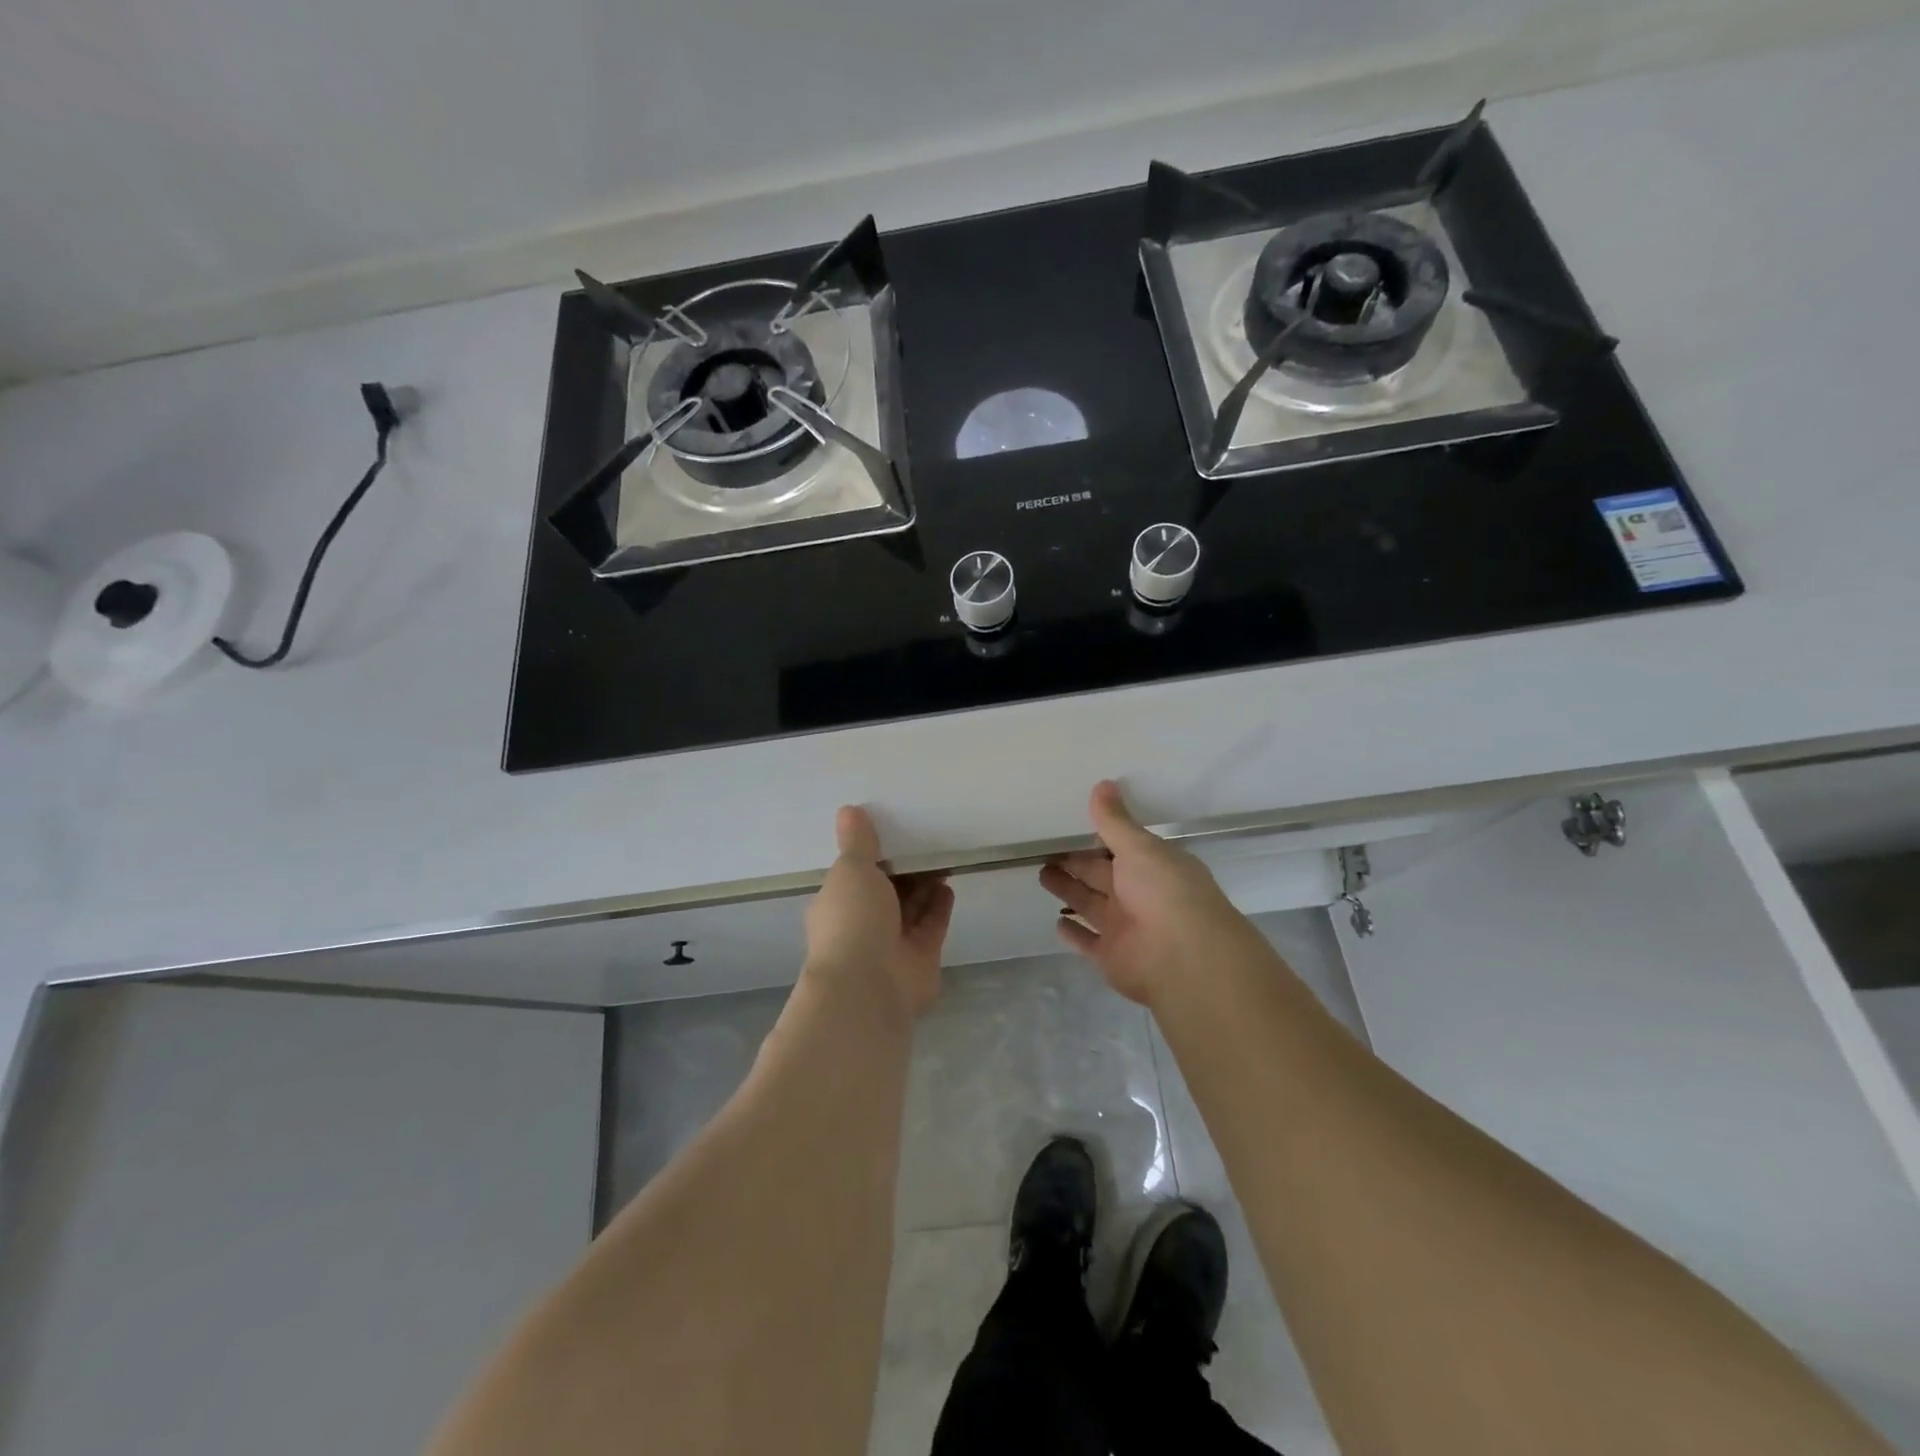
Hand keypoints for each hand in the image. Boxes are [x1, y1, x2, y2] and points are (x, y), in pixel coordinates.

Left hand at [804, 806, 953, 1019]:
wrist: (868, 987)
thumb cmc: (852, 920)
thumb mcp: (851, 870)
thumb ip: (857, 842)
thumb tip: (848, 810)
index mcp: (837, 904)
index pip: (853, 875)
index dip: (872, 855)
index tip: (892, 830)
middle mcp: (862, 924)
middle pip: (886, 892)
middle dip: (903, 870)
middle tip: (925, 839)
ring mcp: (891, 944)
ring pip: (910, 909)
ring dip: (924, 886)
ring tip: (942, 855)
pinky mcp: (920, 958)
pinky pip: (931, 926)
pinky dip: (939, 906)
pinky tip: (948, 884)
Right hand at [1039, 781, 1254, 1006]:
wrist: (1184, 958)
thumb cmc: (1166, 892)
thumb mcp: (1140, 847)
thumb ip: (1115, 821)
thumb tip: (1103, 784)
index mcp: (1152, 866)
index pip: (1120, 847)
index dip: (1097, 837)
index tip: (1070, 824)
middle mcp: (1139, 895)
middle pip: (1101, 875)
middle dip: (1076, 863)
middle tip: (1046, 849)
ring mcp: (1125, 927)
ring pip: (1090, 904)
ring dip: (1069, 890)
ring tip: (1041, 874)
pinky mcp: (1111, 956)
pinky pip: (1087, 942)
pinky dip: (1073, 934)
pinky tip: (1056, 923)